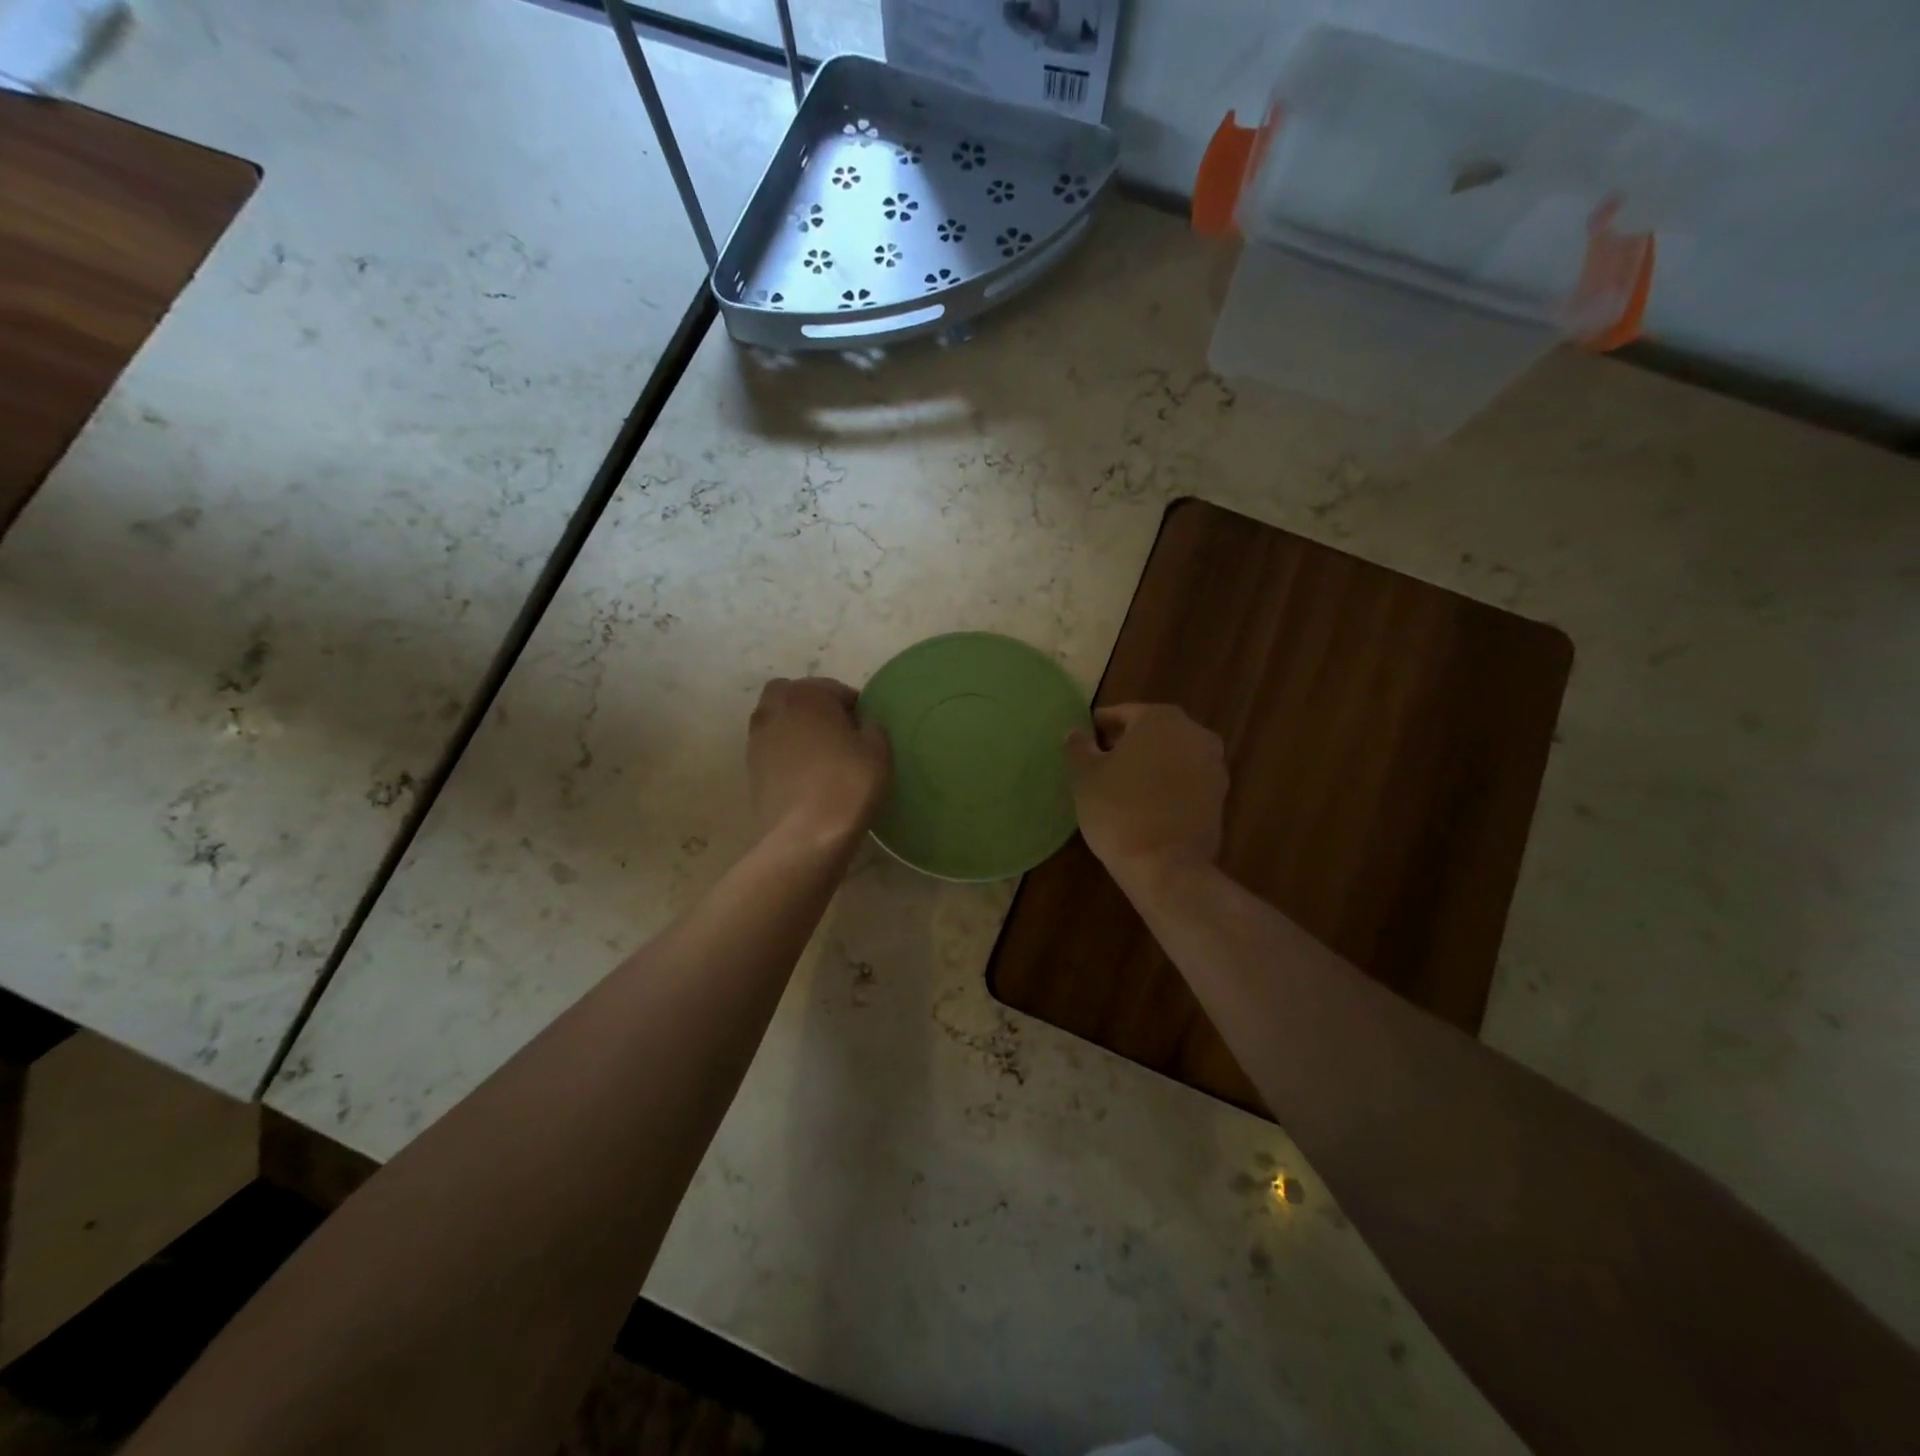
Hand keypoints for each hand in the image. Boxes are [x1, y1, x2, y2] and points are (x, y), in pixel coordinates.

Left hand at [748, 678, 891, 846]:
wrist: (807, 835)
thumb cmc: (848, 783)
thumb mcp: (879, 750)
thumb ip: (872, 727)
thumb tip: (861, 725)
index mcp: (806, 694)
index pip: (835, 689)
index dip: (855, 707)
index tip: (866, 729)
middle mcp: (774, 708)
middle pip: (796, 696)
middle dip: (815, 707)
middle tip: (839, 733)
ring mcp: (757, 739)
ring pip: (778, 721)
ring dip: (797, 729)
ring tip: (821, 754)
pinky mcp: (750, 769)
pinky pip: (772, 749)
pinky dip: (786, 753)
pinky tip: (806, 775)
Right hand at [1066, 704, 1226, 885]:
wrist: (1165, 866)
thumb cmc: (1118, 810)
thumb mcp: (1084, 776)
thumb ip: (1078, 747)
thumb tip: (1076, 733)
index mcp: (1161, 719)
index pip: (1122, 714)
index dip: (1099, 728)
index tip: (1083, 744)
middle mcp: (1194, 733)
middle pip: (1151, 732)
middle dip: (1127, 745)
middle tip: (1100, 765)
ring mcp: (1213, 766)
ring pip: (1171, 757)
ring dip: (1150, 766)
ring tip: (1122, 788)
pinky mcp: (1220, 798)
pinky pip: (1185, 782)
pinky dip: (1167, 787)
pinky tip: (1145, 805)